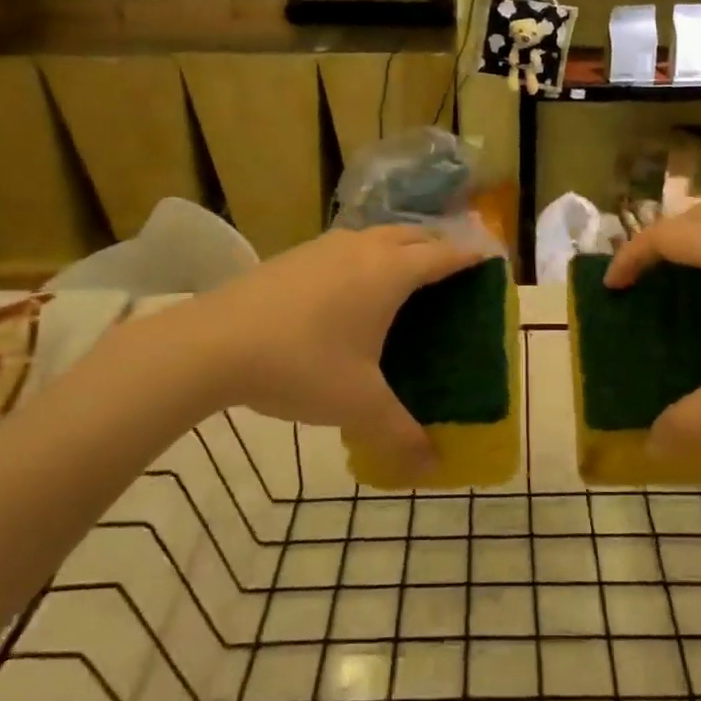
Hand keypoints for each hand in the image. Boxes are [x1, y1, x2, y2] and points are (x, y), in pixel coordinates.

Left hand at [149, 225, 487, 475]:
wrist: (212, 343)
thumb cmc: (301, 365)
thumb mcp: (358, 404)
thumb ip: (400, 433)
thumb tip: (433, 465)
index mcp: (390, 273)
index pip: (443, 256)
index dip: (469, 258)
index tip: (489, 263)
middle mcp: (362, 248)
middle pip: (412, 235)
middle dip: (436, 248)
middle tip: (449, 275)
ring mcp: (324, 247)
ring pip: (376, 235)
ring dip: (397, 248)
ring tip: (402, 278)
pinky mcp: (294, 255)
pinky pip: (345, 247)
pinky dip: (364, 257)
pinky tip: (348, 289)